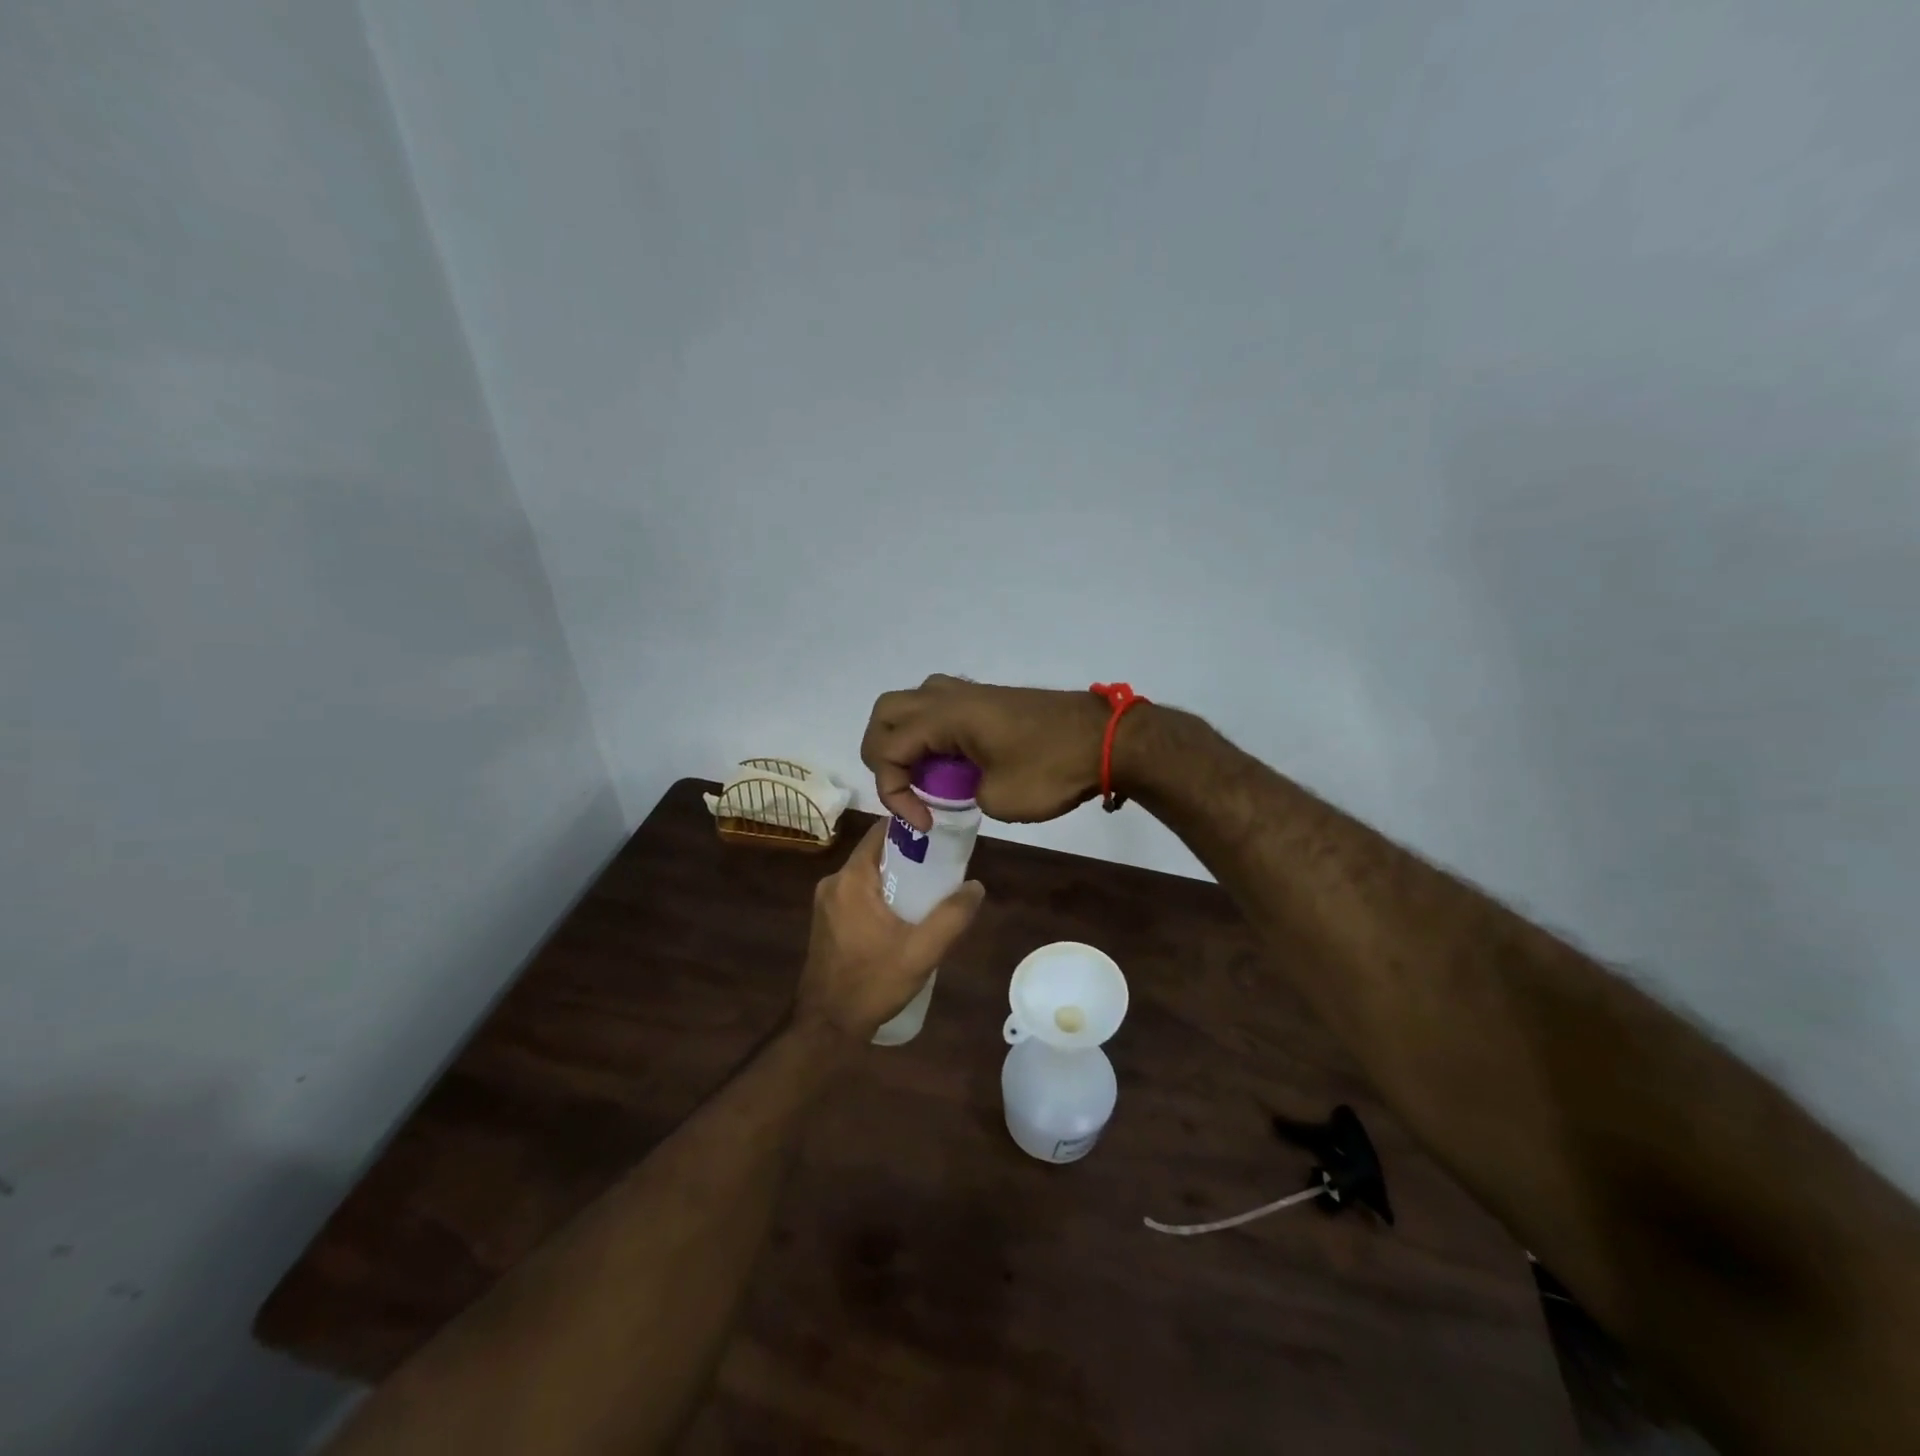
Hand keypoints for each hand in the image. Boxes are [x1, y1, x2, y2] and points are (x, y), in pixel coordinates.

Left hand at [795, 820, 986, 1040]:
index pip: (883, 832)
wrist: (827, 1027)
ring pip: (868, 876)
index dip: (913, 829)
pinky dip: (881, 897)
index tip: (942, 837)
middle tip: (943, 871)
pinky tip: (902, 919)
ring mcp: (826, 903)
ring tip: (929, 896)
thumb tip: (976, 886)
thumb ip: (952, 916)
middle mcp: (834, 882)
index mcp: (852, 879)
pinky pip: (859, 895)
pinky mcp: (826, 921)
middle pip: (877, 854)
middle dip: (910, 858)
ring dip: (896, 880)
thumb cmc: (872, 983)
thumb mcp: (922, 952)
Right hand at [860, 675, 1111, 830]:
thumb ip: (964, 793)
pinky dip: (930, 734)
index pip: (888, 749)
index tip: (925, 822)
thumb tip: (966, 784)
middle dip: (882, 755)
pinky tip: (951, 763)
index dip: (894, 792)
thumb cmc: (1052, 770)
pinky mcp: (987, 700)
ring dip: (905, 739)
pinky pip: (938, 707)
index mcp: (945, 716)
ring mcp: (969, 693)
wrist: (1106, 740)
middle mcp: (949, 695)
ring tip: (924, 775)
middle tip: (904, 789)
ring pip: (911, 704)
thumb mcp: (999, 798)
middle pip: (886, 713)